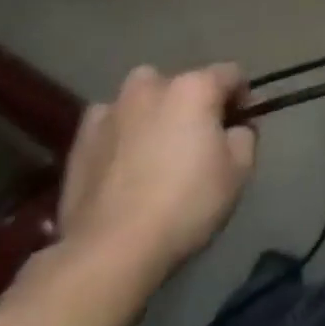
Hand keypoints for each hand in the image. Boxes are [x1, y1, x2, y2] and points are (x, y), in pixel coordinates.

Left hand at [58, 64, 257, 280]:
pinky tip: (125, 163)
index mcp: (194, 87)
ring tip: (158, 147)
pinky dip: (121, 133)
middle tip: (200, 137)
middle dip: (195, 102)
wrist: (109, 251)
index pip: (231, 74)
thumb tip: (235, 127)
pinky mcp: (79, 142)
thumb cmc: (186, 204)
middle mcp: (151, 87)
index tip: (244, 123)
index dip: (243, 96)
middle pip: (183, 83)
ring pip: (141, 98)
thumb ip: (245, 135)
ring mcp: (109, 112)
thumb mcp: (239, 170)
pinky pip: (109, 124)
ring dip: (154, 112)